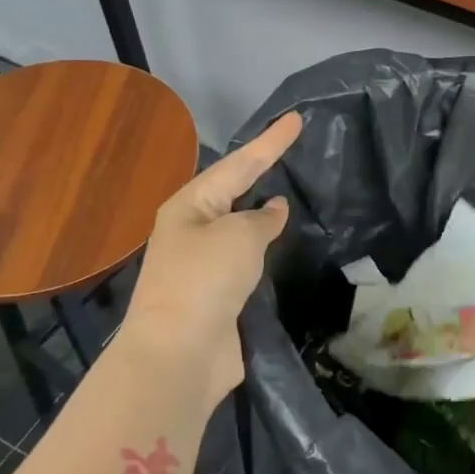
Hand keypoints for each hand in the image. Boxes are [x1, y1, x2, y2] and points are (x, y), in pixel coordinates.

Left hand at [118, 111, 302, 404]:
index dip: (270, 142)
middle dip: (260, 170)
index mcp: (190, 206)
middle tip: (290, 148)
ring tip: (292, 194)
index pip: (239, 164)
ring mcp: (203, 265)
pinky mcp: (217, 295)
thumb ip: (262, 219)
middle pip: (234, 190)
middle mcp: (192, 230)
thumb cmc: (205, 281)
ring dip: (262, 213)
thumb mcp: (239, 237)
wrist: (179, 354)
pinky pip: (246, 260)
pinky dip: (264, 248)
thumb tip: (274, 209)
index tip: (296, 119)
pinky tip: (281, 244)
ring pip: (240, 227)